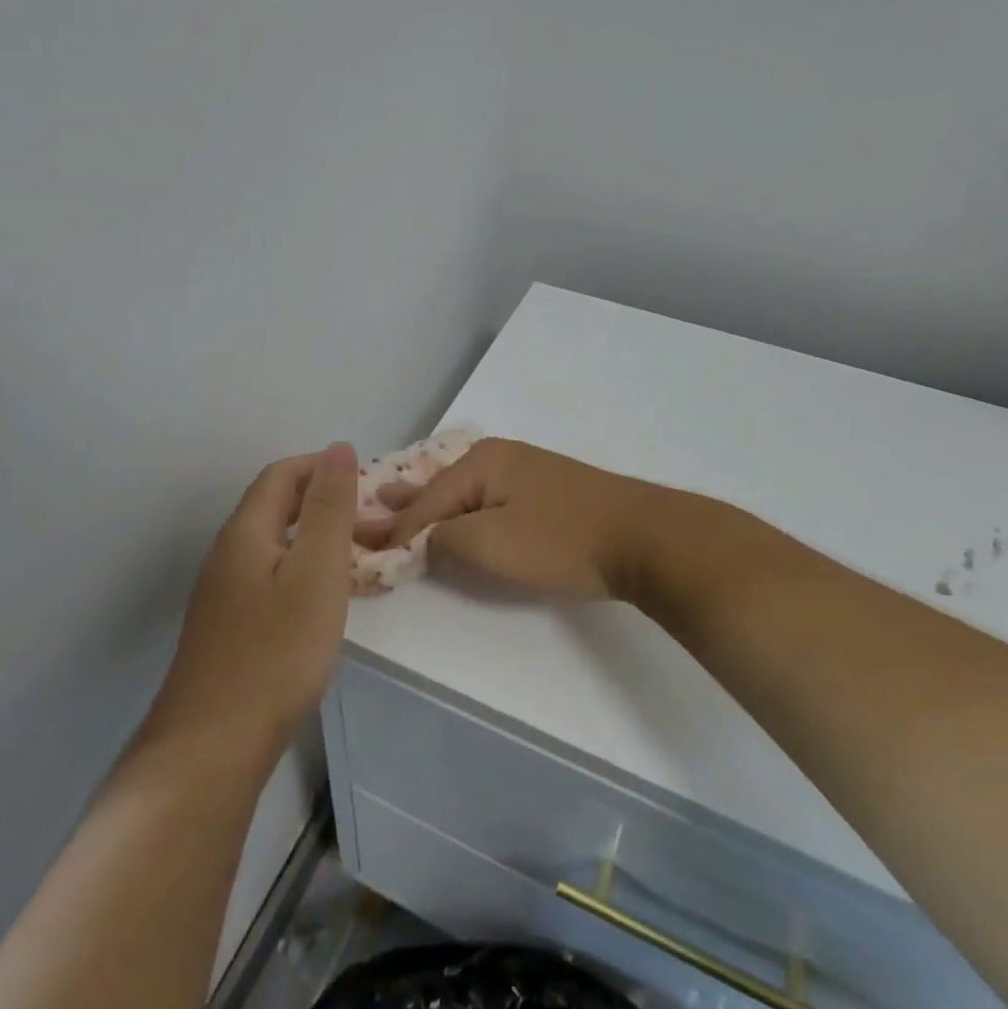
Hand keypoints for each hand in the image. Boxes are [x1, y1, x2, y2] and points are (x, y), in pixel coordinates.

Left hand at [153, 442, 358, 750]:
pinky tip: (321, 600)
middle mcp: (226, 554)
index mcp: (245, 532)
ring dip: (314, 538)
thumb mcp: (316, 572)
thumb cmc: (275, 652)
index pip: (281, 475)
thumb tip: (338, 448)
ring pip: (272, 544)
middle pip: (274, 507)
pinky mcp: (226, 628)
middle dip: (322, 501)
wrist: (212, 746)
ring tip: (356, 557)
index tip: (366, 481)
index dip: (322, 467)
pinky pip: (268, 577)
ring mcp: (221, 593)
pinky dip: (301, 570)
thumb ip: (329, 508)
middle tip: (370, 521)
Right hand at [358, 438, 662, 600]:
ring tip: (395, 502)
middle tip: (365, 510)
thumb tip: (424, 539)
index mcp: (482, 462)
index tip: (360, 550)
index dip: (393, 531)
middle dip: (404, 505)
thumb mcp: (492, 542)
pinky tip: (456, 515)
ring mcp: (525, 473)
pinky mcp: (546, 493)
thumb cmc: (563, 539)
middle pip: (439, 487)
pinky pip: (488, 501)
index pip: (425, 501)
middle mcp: (499, 458)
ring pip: (463, 493)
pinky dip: (462, 512)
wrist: (647, 538)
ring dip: (431, 506)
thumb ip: (445, 539)